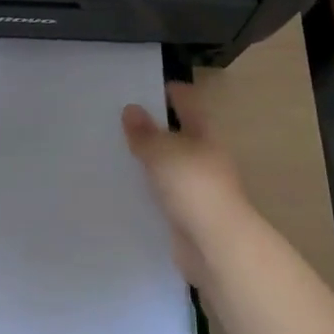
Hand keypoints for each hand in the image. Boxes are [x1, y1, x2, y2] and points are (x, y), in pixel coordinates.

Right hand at [121, 82, 251, 286]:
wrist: (216, 247)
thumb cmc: (194, 187)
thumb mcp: (164, 153)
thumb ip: (145, 133)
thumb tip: (131, 109)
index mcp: (205, 135)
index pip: (188, 104)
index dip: (171, 93)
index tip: (146, 86)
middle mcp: (205, 158)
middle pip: (179, 136)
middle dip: (155, 128)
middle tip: (121, 120)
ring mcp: (198, 189)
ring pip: (170, 167)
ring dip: (150, 161)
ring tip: (117, 152)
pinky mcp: (188, 216)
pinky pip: (164, 196)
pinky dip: (149, 191)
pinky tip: (126, 189)